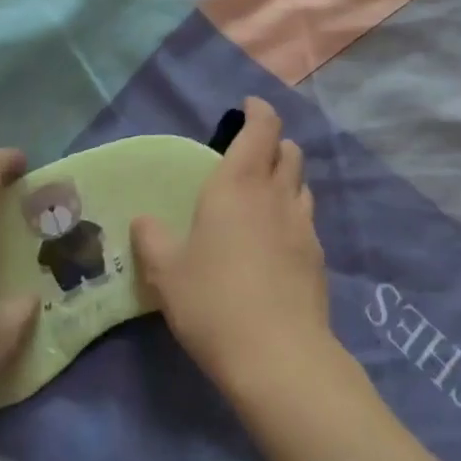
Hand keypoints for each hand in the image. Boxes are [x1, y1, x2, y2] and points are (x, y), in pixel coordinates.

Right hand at [131, 97, 334, 394]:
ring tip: (264, 195)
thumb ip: (152, 239)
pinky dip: (293, 213)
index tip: (248, 107)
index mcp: (238, 184)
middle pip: (289, 149)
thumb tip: (143, 219)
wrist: (277, 353)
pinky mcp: (318, 254)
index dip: (259, 111)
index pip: (262, 127)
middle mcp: (276, 193)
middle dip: (274, 143)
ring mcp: (303, 223)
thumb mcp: (167, 272)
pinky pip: (306, 217)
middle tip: (251, 155)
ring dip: (286, 177)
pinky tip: (277, 239)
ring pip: (302, 182)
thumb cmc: (213, 301)